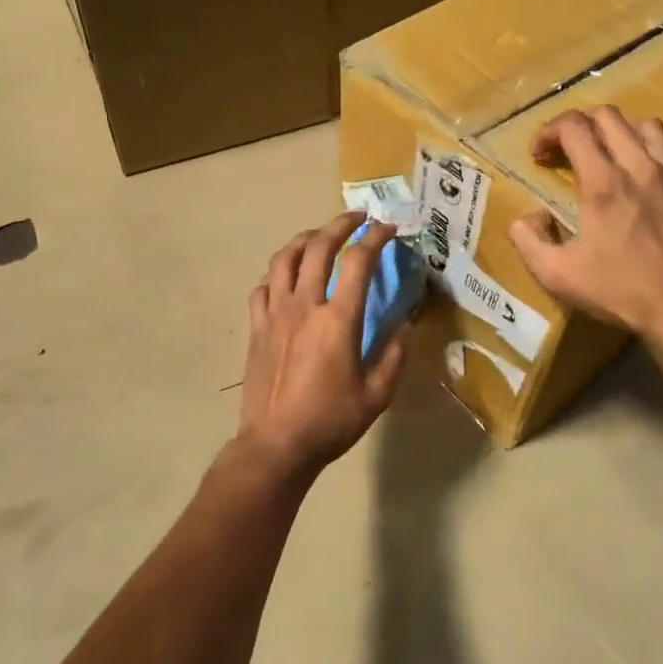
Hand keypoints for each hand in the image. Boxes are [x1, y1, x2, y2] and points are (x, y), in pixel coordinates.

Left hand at [237, 210, 410, 482]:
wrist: (276, 444)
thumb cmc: (330, 421)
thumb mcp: (377, 394)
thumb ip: (395, 354)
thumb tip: (406, 324)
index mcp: (338, 320)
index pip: (358, 261)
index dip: (376, 238)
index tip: (389, 228)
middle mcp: (304, 305)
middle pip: (318, 247)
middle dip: (340, 224)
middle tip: (358, 218)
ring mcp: (274, 313)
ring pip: (284, 258)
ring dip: (306, 239)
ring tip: (320, 236)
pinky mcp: (256, 327)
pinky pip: (263, 286)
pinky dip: (278, 273)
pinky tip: (287, 278)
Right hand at [508, 107, 662, 345]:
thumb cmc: (616, 291)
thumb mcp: (555, 274)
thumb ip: (527, 239)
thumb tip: (525, 216)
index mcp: (603, 184)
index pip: (574, 127)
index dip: (548, 132)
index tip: (539, 154)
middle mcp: (641, 167)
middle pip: (609, 116)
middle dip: (580, 126)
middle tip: (567, 152)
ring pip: (647, 125)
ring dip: (620, 131)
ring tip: (608, 154)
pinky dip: (656, 149)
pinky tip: (647, 170)